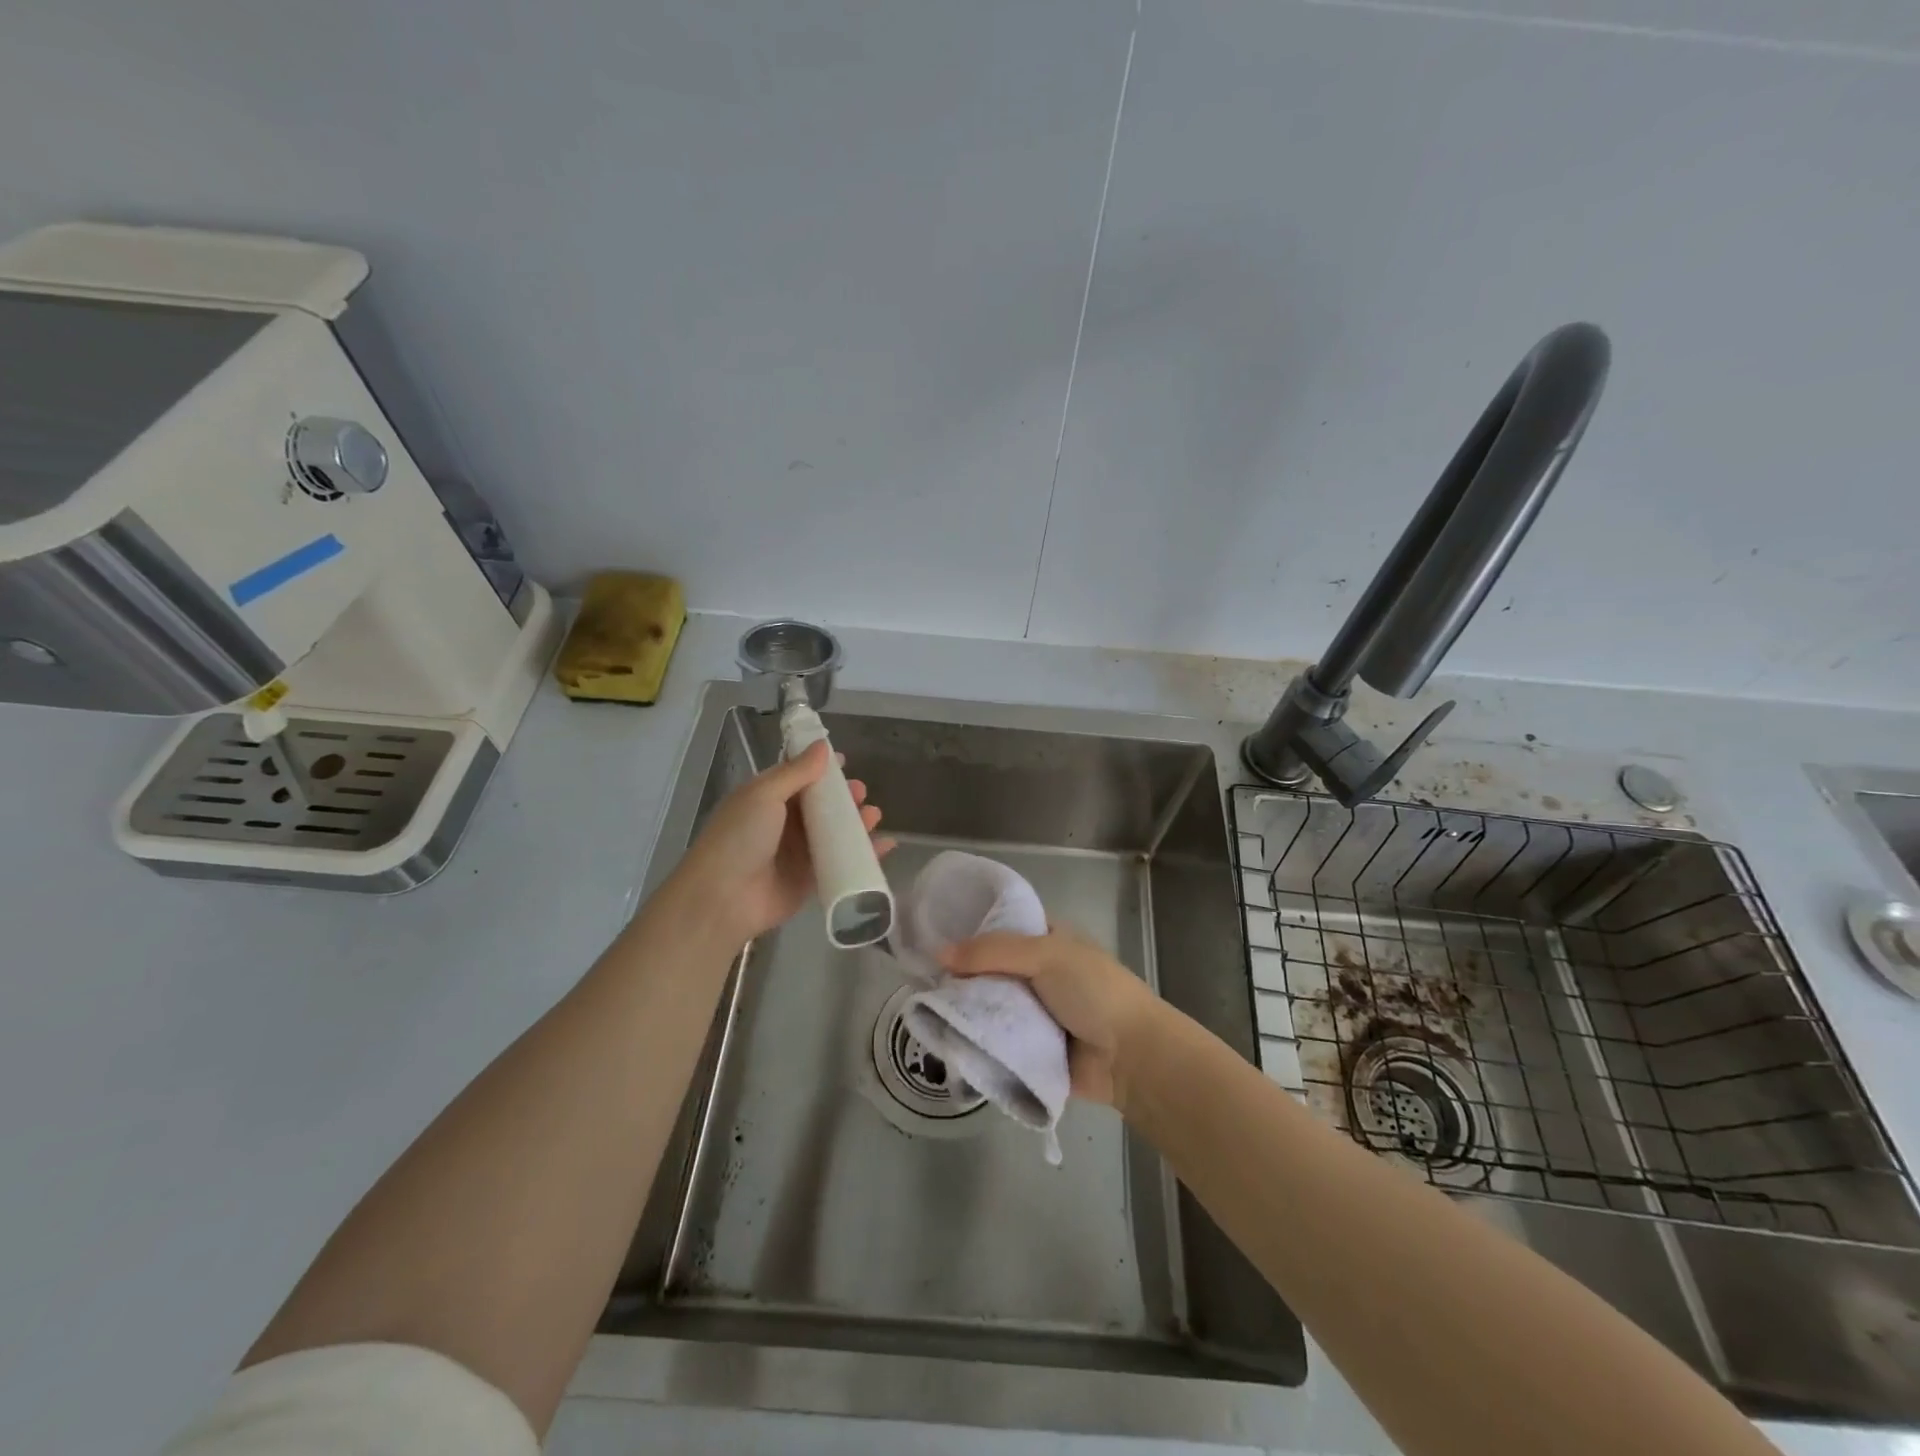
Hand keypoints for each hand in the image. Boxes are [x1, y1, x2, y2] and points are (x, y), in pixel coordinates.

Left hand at [666, 740, 891, 944]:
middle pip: (821, 804)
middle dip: (843, 796)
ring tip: (873, 815)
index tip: (846, 762)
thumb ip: (796, 771)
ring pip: (834, 832)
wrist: (724, 898)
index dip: (822, 768)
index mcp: (767, 798)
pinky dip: (864, 853)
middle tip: (861, 793)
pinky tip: (885, 845)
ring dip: (856, 822)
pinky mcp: (811, 879)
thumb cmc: (740, 837)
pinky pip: (842, 861)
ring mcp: (798, 852)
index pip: (799, 776)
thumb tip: (823, 746)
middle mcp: (783, 822)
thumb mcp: (764, 795)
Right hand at [942, 928, 1159, 1109]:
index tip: (931, 931)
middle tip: (918, 975)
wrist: (1131, 1057)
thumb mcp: (1046, 955)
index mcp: (1047, 941)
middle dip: (959, 973)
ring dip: (963, 1008)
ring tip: (921, 1006)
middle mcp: (1037, 972)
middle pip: (988, 968)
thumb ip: (992, 952)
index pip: (1001, 926)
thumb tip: (939, 953)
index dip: (970, 927)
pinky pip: (994, 1040)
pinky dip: (975, 1039)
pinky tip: (940, 1036)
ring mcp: (1032, 1012)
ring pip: (988, 1004)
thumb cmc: (1094, 992)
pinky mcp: (1028, 1048)